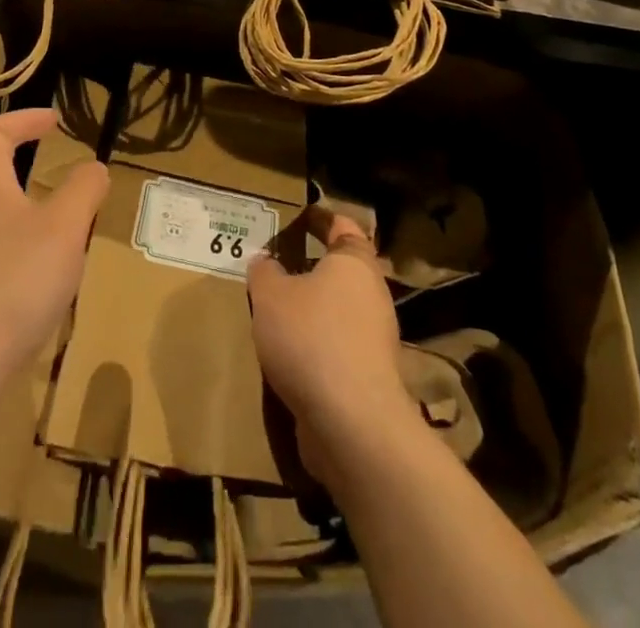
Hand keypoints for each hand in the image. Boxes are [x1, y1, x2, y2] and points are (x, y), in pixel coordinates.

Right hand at [248, 207, 414, 488]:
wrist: (352, 423)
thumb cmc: (311, 338)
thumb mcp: (271, 296)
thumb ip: (264, 273)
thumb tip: (264, 260)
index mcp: (354, 262)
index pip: (342, 226)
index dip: (320, 219)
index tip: (298, 217)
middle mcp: (372, 294)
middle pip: (342, 271)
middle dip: (312, 269)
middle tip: (276, 266)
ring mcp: (375, 338)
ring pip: (339, 312)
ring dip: (312, 312)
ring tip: (275, 314)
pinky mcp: (370, 377)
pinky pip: (338, 350)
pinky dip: (316, 348)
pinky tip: (289, 357)